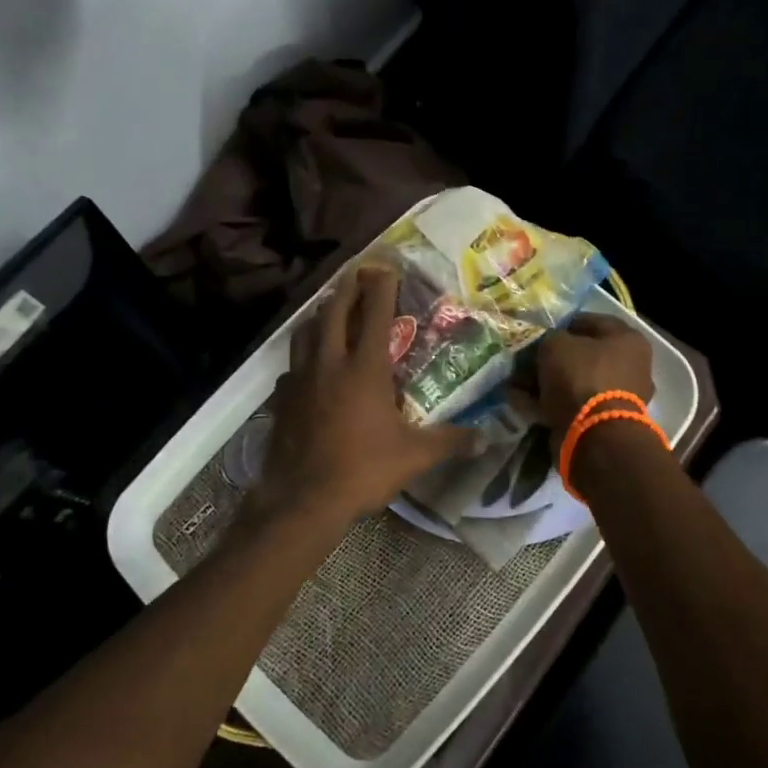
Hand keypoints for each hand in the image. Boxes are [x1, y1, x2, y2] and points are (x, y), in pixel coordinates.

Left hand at [261, 267, 477, 522]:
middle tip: (356, 275)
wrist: (303, 499)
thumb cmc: (362, 471)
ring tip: (330, 310)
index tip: (386, 268)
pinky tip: (309, 367)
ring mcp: (301, 379)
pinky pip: (292, 366)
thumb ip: (450, 442)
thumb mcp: (414, 457)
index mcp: (364, 369)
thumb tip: (485, 438)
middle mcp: (330, 364)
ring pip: (305, 333)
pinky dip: (303, 356)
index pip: (374, 314)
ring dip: (320, 316)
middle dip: (346, 289)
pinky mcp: (282, 399)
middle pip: (334, 312)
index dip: (381, 287)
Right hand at [533, 314, 655, 429]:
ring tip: (519, 384)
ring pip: (577, 381)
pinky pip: (574, 404)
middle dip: (554, 358)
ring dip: (549, 382)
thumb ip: (549, 338)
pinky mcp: (606, 421)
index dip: (563, 324)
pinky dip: (551, 403)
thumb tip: (547, 345)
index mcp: (628, 340)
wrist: (595, 434)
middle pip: (585, 355)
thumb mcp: (556, 344)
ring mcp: (621, 396)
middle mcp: (631, 366)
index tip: (540, 332)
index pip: (591, 321)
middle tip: (528, 360)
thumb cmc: (581, 376)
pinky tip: (525, 403)